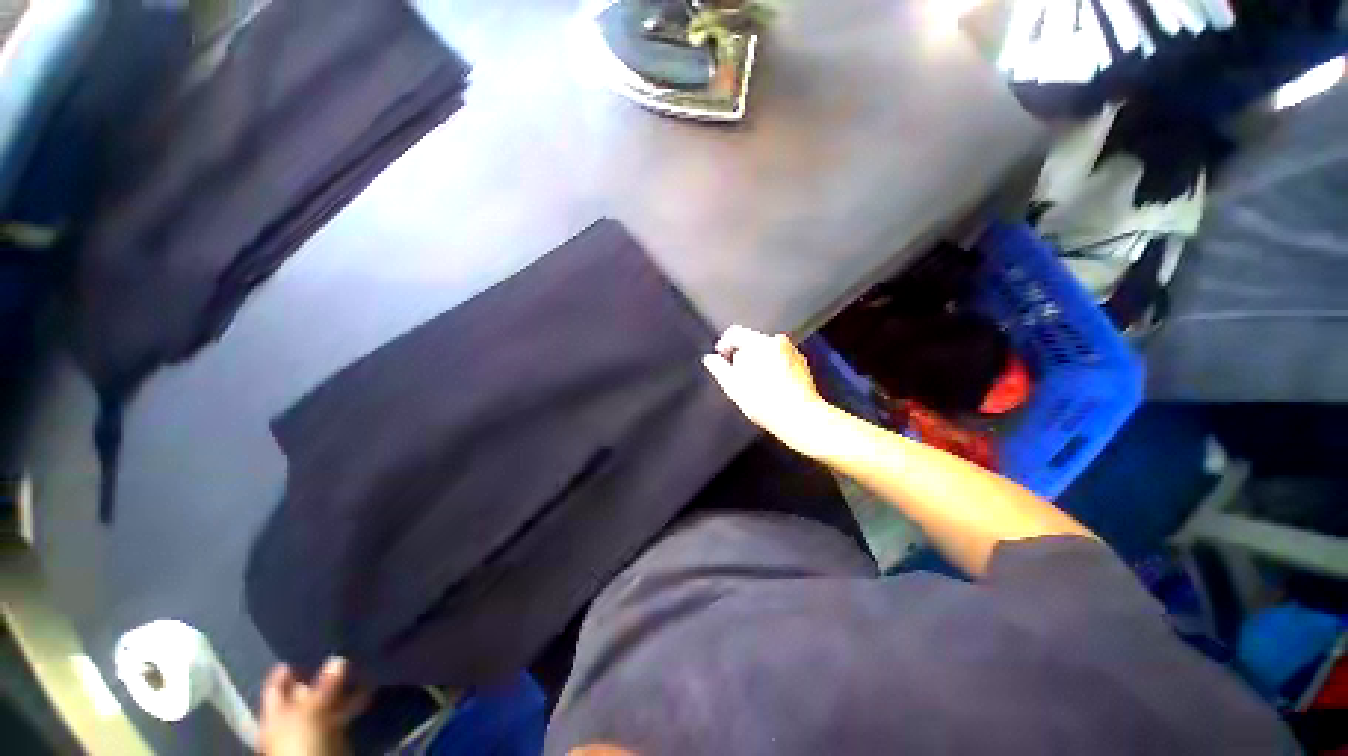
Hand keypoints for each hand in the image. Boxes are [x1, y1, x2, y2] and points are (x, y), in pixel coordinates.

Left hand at [259, 657, 368, 755]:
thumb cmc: (301, 738)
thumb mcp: (311, 709)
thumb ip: (323, 684)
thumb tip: (338, 657)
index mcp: (275, 712)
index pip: (277, 685)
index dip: (288, 667)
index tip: (306, 645)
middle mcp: (291, 716)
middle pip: (304, 692)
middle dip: (322, 673)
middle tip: (342, 649)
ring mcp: (313, 725)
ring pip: (328, 701)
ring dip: (343, 686)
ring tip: (362, 664)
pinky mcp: (333, 732)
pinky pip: (344, 711)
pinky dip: (355, 699)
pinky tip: (369, 685)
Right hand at [701, 325, 834, 455]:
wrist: (800, 417)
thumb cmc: (766, 403)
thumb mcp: (733, 387)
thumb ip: (718, 368)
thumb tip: (709, 359)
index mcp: (759, 343)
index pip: (734, 332)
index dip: (724, 345)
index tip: (722, 358)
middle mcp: (777, 341)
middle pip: (751, 341)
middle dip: (742, 356)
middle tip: (738, 378)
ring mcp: (792, 351)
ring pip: (767, 351)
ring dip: (758, 362)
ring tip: (755, 385)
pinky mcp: (801, 363)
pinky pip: (781, 359)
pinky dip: (773, 368)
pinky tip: (770, 387)